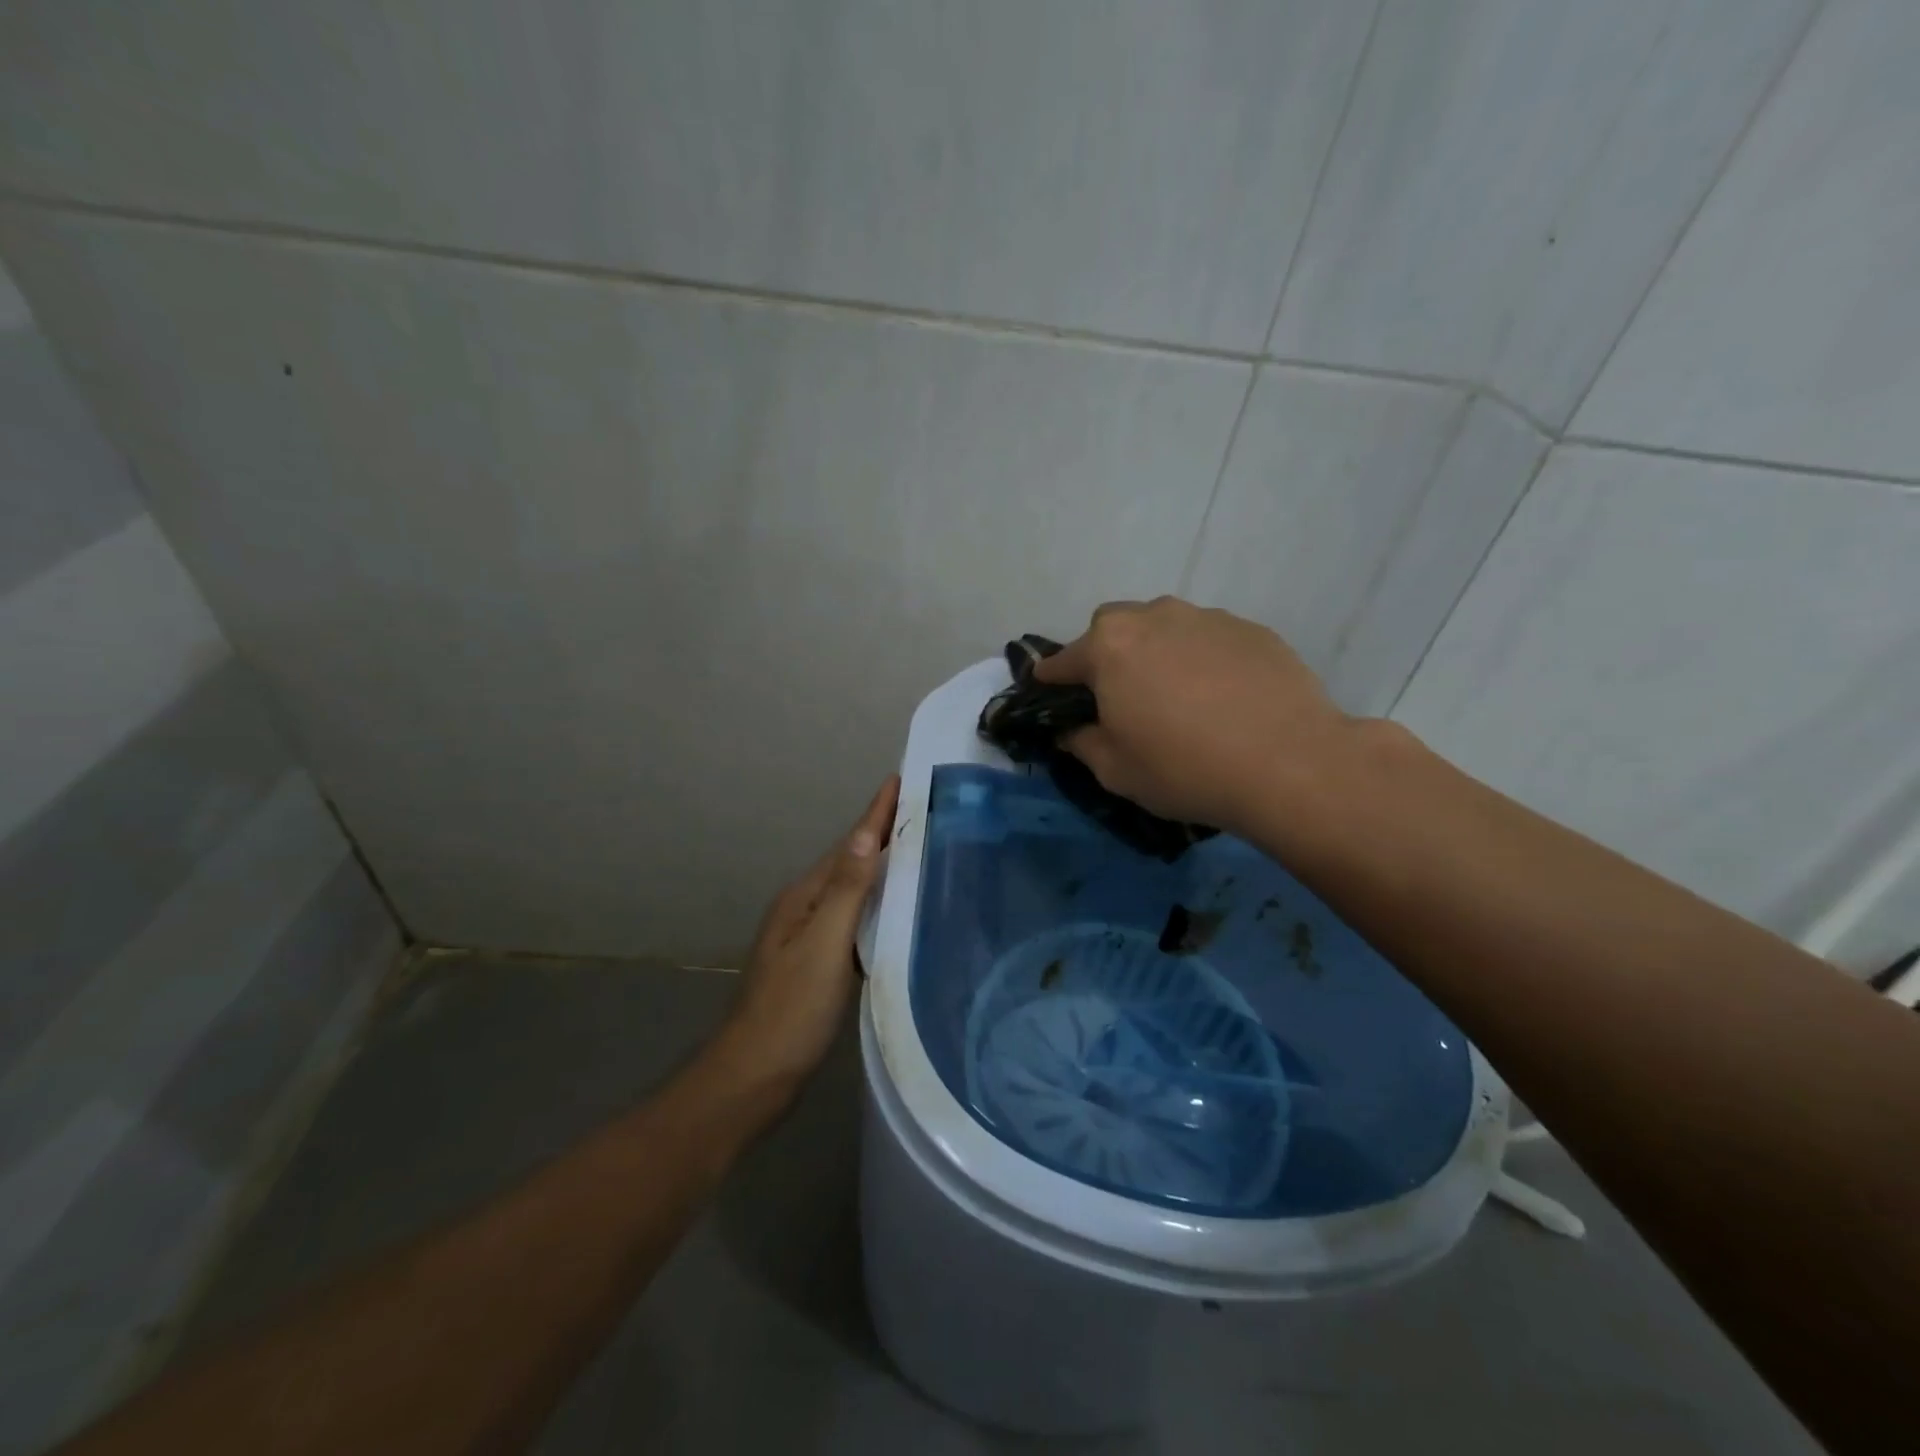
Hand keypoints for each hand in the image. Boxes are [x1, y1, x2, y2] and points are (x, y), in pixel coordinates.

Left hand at [711, 776, 899, 1093]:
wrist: (754, 1077)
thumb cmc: (791, 1011)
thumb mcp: (823, 946)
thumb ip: (846, 891)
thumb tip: (866, 835)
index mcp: (805, 897)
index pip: (849, 844)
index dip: (875, 812)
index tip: (900, 777)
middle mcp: (805, 908)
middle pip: (851, 860)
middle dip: (882, 832)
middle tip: (923, 808)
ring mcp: (809, 936)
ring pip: (854, 889)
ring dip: (882, 866)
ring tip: (918, 848)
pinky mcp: (819, 962)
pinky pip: (855, 918)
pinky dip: (878, 904)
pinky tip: (898, 909)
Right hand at [1036, 598, 1349, 837]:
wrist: (1290, 764)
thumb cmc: (1185, 769)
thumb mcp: (1115, 770)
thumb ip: (1081, 743)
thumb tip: (1071, 730)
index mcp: (1109, 647)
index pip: (1062, 660)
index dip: (1051, 681)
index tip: (1049, 696)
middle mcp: (1153, 617)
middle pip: (1112, 629)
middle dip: (1106, 656)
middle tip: (1121, 698)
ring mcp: (1206, 617)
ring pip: (1163, 627)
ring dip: (1156, 654)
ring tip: (1177, 697)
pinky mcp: (1251, 629)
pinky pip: (1208, 639)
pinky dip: (1201, 660)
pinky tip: (1221, 698)